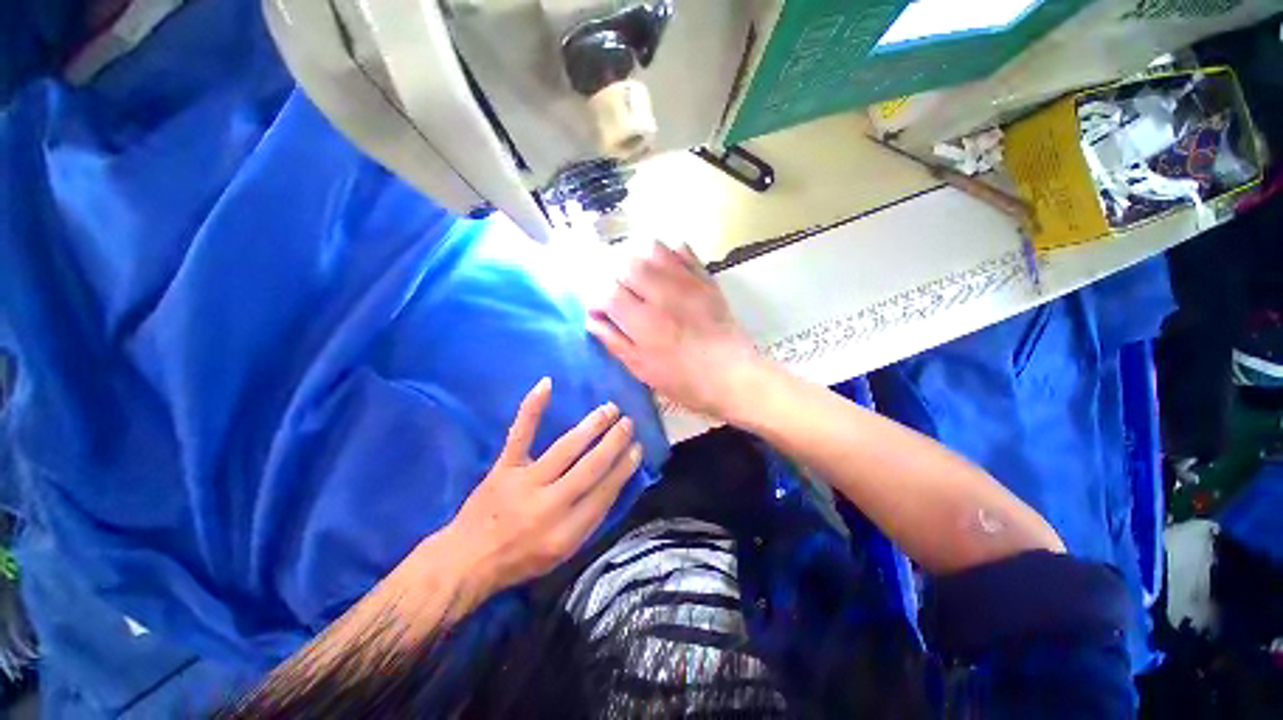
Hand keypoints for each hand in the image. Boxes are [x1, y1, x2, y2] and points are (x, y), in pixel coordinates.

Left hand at [444, 378, 641, 598]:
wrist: (468, 561)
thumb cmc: (521, 559)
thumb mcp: (562, 553)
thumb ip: (589, 521)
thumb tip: (613, 483)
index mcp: (567, 532)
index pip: (605, 493)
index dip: (624, 468)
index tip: (636, 448)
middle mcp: (550, 505)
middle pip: (591, 467)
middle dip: (614, 442)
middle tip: (628, 423)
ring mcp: (526, 482)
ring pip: (566, 448)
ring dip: (592, 426)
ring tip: (610, 409)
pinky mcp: (504, 467)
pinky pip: (521, 433)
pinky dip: (533, 408)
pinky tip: (546, 384)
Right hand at [587, 242, 759, 419]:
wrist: (734, 376)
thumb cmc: (686, 381)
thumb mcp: (643, 370)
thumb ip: (615, 342)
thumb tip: (592, 320)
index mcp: (642, 321)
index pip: (607, 293)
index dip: (598, 300)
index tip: (600, 311)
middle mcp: (661, 294)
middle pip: (627, 266)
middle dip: (618, 279)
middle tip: (623, 297)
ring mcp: (686, 283)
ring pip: (652, 250)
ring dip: (641, 262)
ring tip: (643, 281)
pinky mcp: (705, 279)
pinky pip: (683, 250)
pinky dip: (670, 254)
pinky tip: (667, 270)